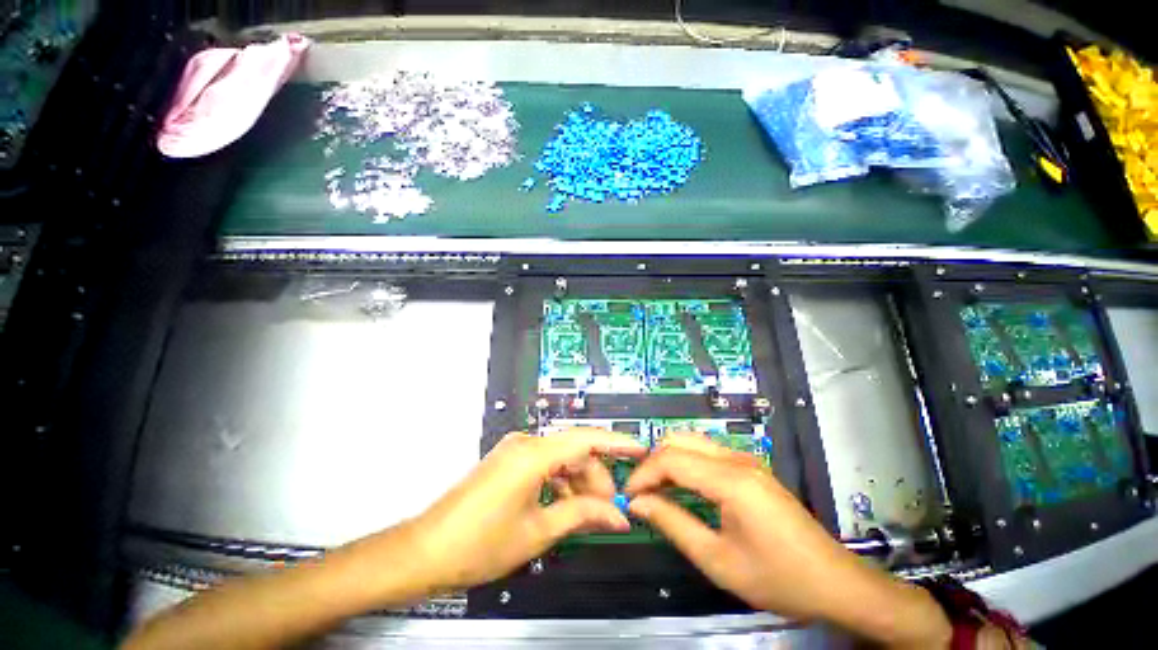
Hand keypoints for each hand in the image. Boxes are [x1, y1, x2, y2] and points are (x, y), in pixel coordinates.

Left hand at [408, 428, 646, 591]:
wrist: (426, 551)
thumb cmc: (477, 544)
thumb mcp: (538, 531)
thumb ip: (582, 515)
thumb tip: (617, 515)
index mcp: (533, 454)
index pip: (586, 438)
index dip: (616, 442)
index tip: (639, 449)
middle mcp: (525, 443)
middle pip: (575, 450)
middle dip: (597, 477)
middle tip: (610, 509)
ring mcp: (515, 450)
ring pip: (561, 458)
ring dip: (579, 482)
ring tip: (588, 513)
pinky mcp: (509, 460)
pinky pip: (545, 463)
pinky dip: (561, 482)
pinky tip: (565, 506)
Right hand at [626, 434, 950, 648]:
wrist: (836, 583)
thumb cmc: (778, 578)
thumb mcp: (718, 561)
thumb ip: (673, 524)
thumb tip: (638, 504)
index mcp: (730, 480)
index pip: (671, 459)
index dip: (643, 474)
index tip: (627, 496)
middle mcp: (736, 458)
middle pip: (678, 441)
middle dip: (652, 462)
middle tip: (640, 492)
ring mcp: (745, 459)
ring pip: (691, 442)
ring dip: (667, 460)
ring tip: (655, 489)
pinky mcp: (750, 466)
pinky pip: (706, 452)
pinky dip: (685, 462)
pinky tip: (681, 486)